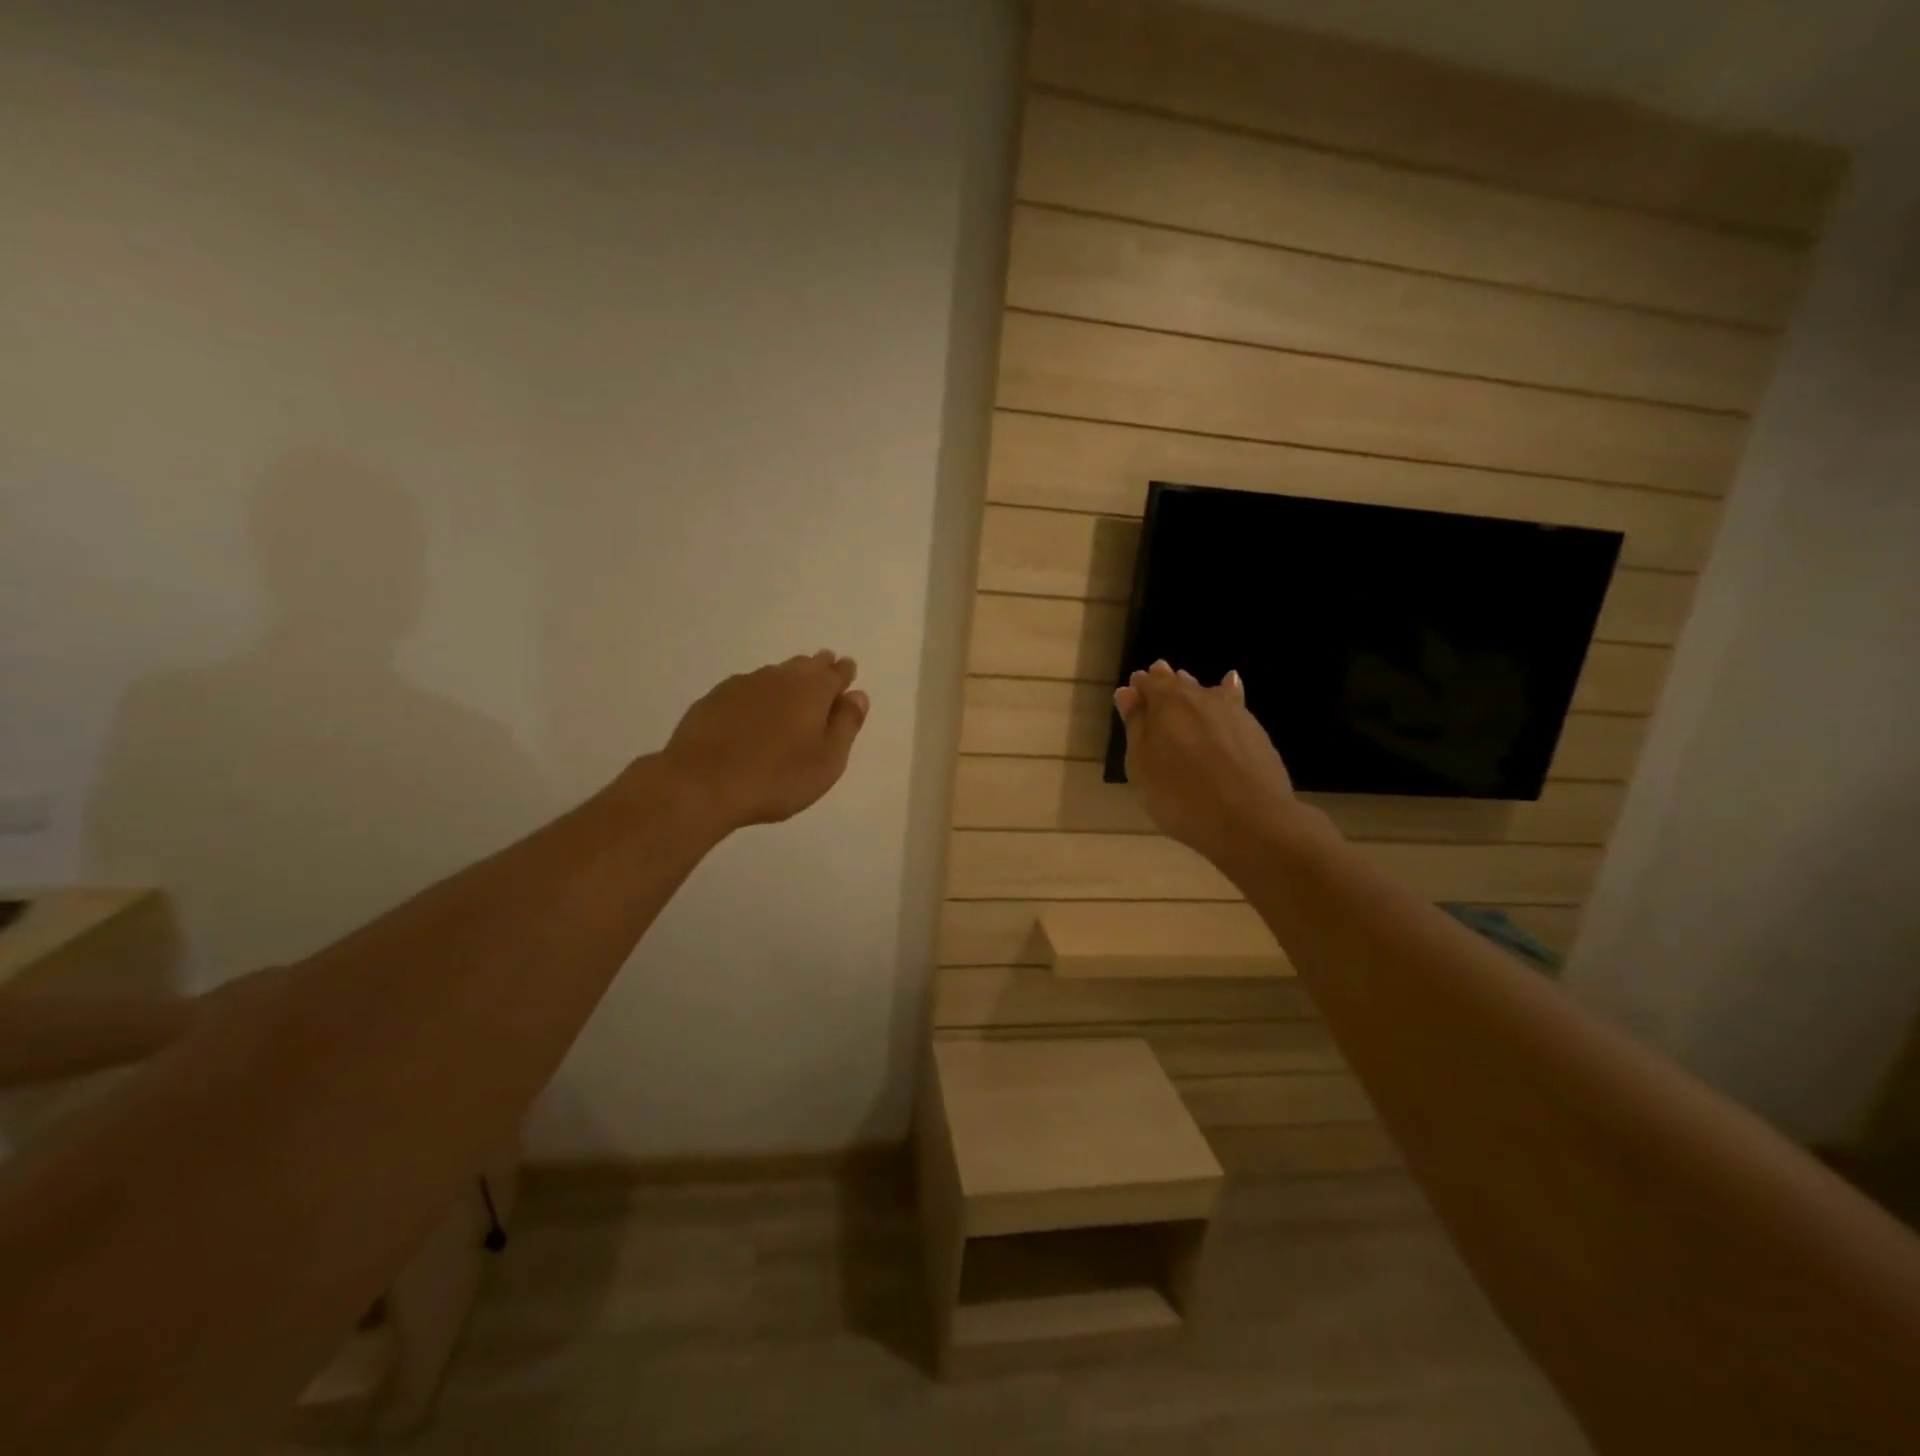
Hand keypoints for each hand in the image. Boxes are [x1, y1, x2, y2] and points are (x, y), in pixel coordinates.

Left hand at [660, 650, 869, 830]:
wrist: (701, 784)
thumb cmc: (777, 777)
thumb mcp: (827, 761)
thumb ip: (846, 725)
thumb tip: (858, 695)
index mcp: (813, 689)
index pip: (836, 672)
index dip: (844, 673)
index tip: (847, 672)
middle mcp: (780, 677)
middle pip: (805, 666)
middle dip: (818, 668)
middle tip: (824, 672)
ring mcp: (743, 685)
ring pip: (775, 674)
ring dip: (787, 680)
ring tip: (791, 692)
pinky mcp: (714, 699)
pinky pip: (747, 689)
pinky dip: (758, 695)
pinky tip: (754, 711)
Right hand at [1115, 660, 1301, 866]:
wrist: (1251, 819)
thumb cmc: (1180, 796)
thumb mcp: (1141, 766)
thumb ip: (1135, 726)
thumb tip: (1127, 693)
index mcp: (1165, 702)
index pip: (1147, 683)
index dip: (1138, 688)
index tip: (1131, 695)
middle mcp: (1199, 697)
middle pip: (1177, 683)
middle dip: (1164, 682)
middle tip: (1155, 682)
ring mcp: (1232, 711)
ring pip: (1206, 690)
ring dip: (1192, 688)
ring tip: (1183, 685)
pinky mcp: (1254, 729)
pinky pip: (1235, 700)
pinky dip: (1227, 691)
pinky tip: (1230, 684)